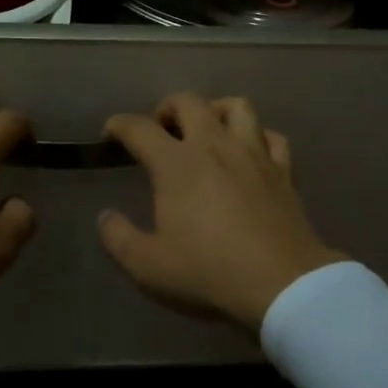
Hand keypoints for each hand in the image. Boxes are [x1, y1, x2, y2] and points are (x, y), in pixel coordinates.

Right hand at [98, 93, 344, 333]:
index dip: (119, 125)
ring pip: (236, 106)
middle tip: (161, 129)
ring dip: (216, 110)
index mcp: (176, 164)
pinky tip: (250, 152)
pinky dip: (258, 136)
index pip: (139, 128)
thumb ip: (118, 238)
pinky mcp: (283, 170)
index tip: (110, 133)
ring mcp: (253, 154)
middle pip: (188, 102)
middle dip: (167, 108)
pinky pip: (271, 136)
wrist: (282, 285)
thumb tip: (105, 216)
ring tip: (207, 129)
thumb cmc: (209, 272)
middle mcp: (214, 145)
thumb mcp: (148, 266)